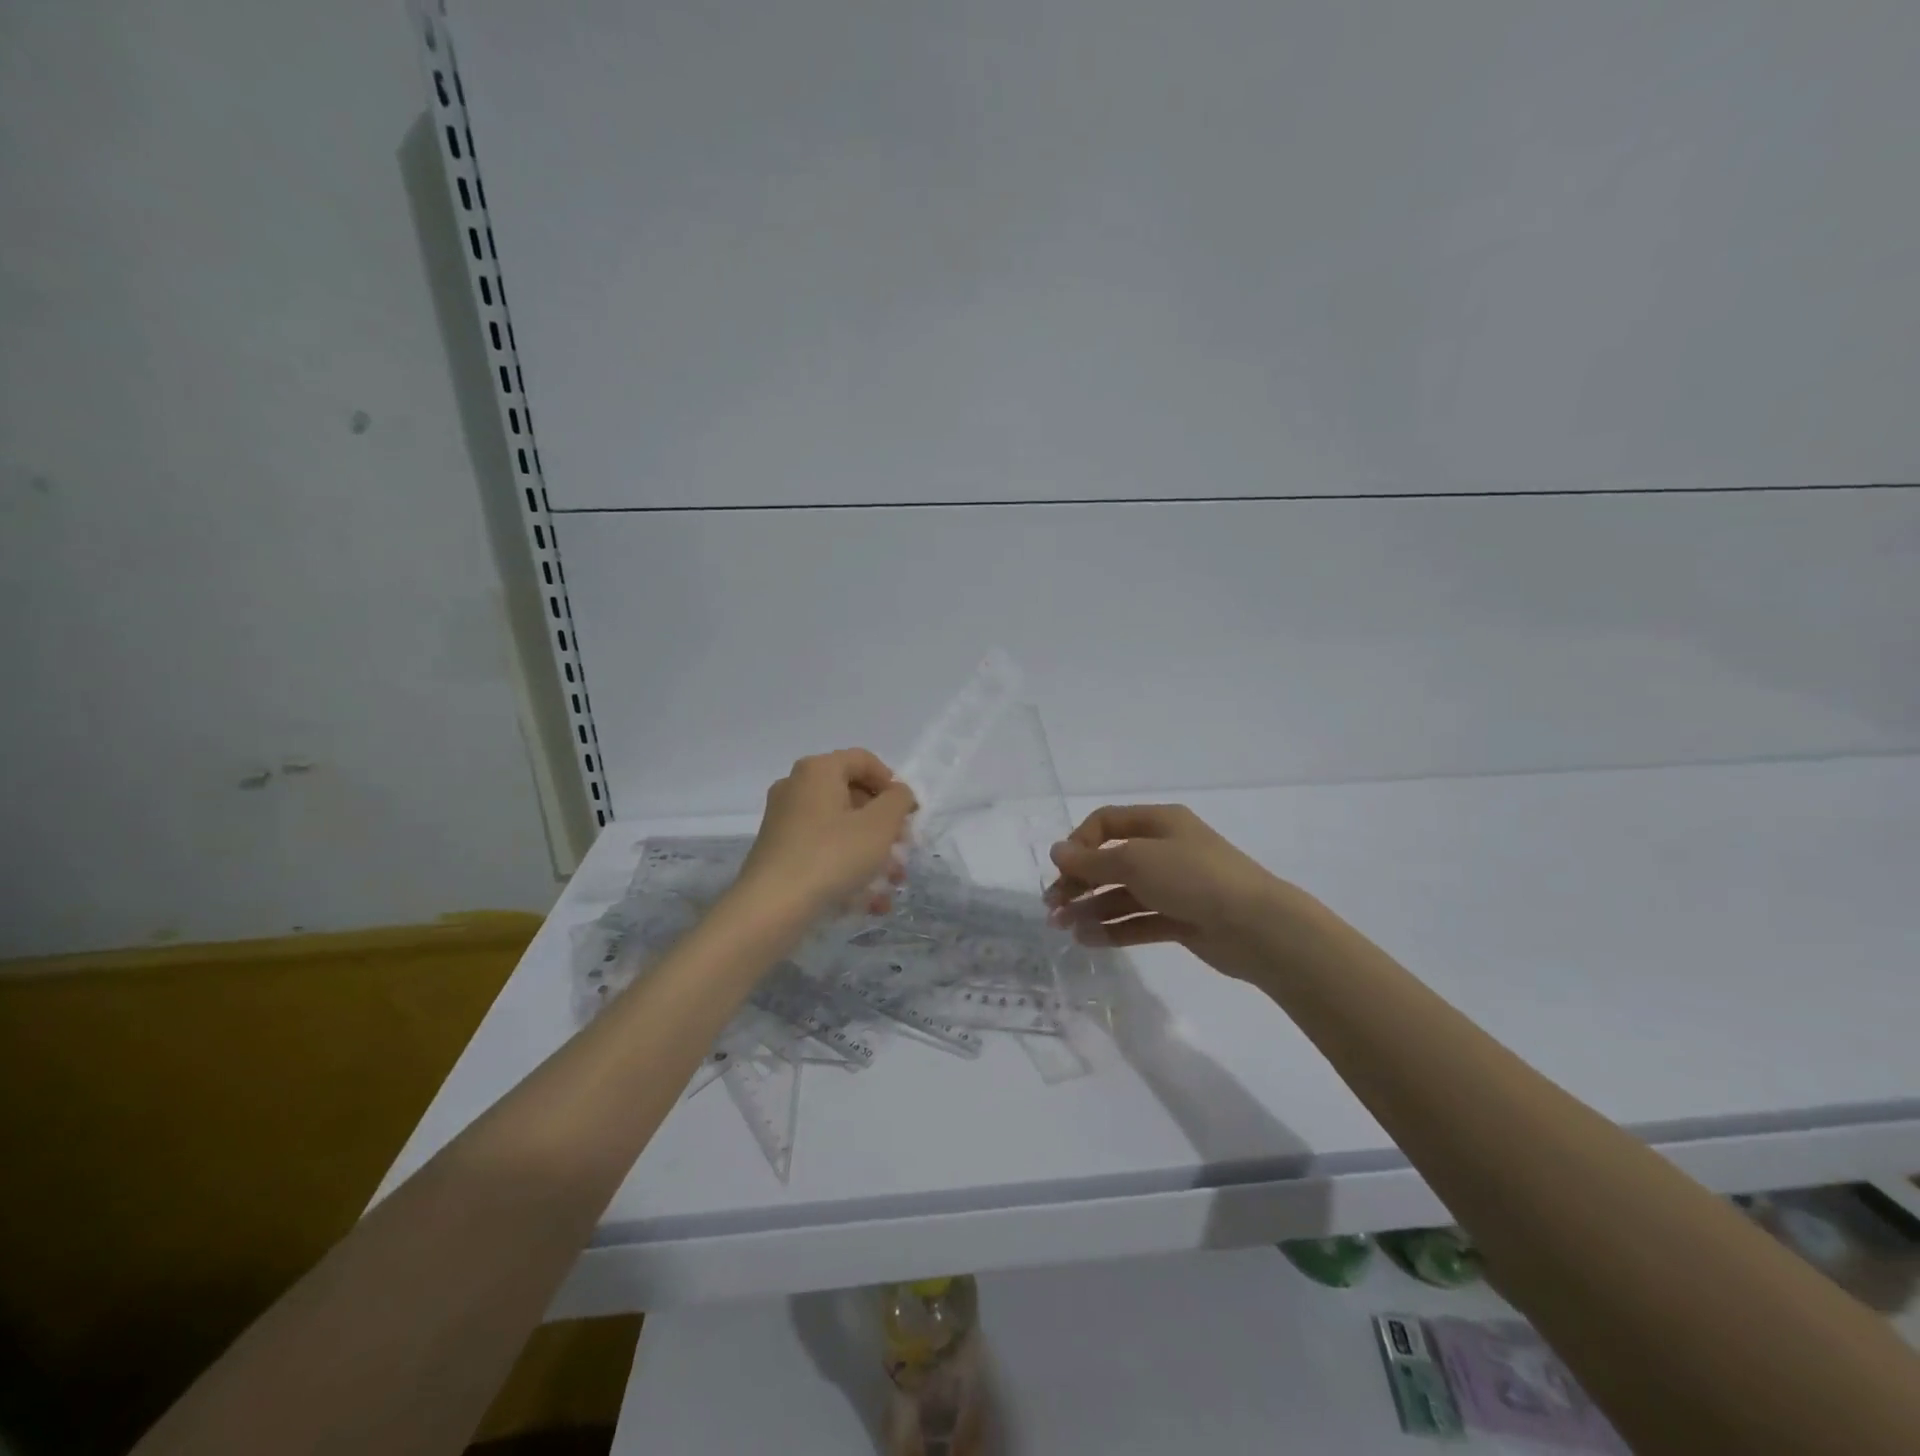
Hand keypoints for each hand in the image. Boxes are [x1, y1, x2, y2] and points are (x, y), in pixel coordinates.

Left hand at [738, 749, 917, 917]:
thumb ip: (898, 800)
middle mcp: (797, 788)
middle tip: (903, 849)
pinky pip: (824, 851)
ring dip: (872, 853)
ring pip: (840, 829)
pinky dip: (848, 869)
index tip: (909, 814)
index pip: (863, 761)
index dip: (892, 784)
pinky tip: (870, 902)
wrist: (772, 908)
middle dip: (885, 825)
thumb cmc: (832, 855)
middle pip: (852, 796)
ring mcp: (785, 821)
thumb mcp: (880, 825)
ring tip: (893, 883)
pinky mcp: (780, 853)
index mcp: (818, 770)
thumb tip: (898, 793)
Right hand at [1045, 804, 1291, 974]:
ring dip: (1091, 909)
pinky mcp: (1182, 920)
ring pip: (1123, 894)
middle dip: (1079, 882)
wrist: (1257, 927)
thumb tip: (1056, 851)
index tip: (1062, 869)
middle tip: (1053, 907)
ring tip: (1064, 929)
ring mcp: (1175, 886)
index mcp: (1159, 822)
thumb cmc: (1193, 878)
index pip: (1106, 823)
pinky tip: (1088, 940)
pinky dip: (1114, 929)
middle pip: (1111, 861)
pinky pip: (1140, 921)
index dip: (1079, 843)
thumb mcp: (1136, 861)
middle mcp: (1166, 850)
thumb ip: (1092, 861)